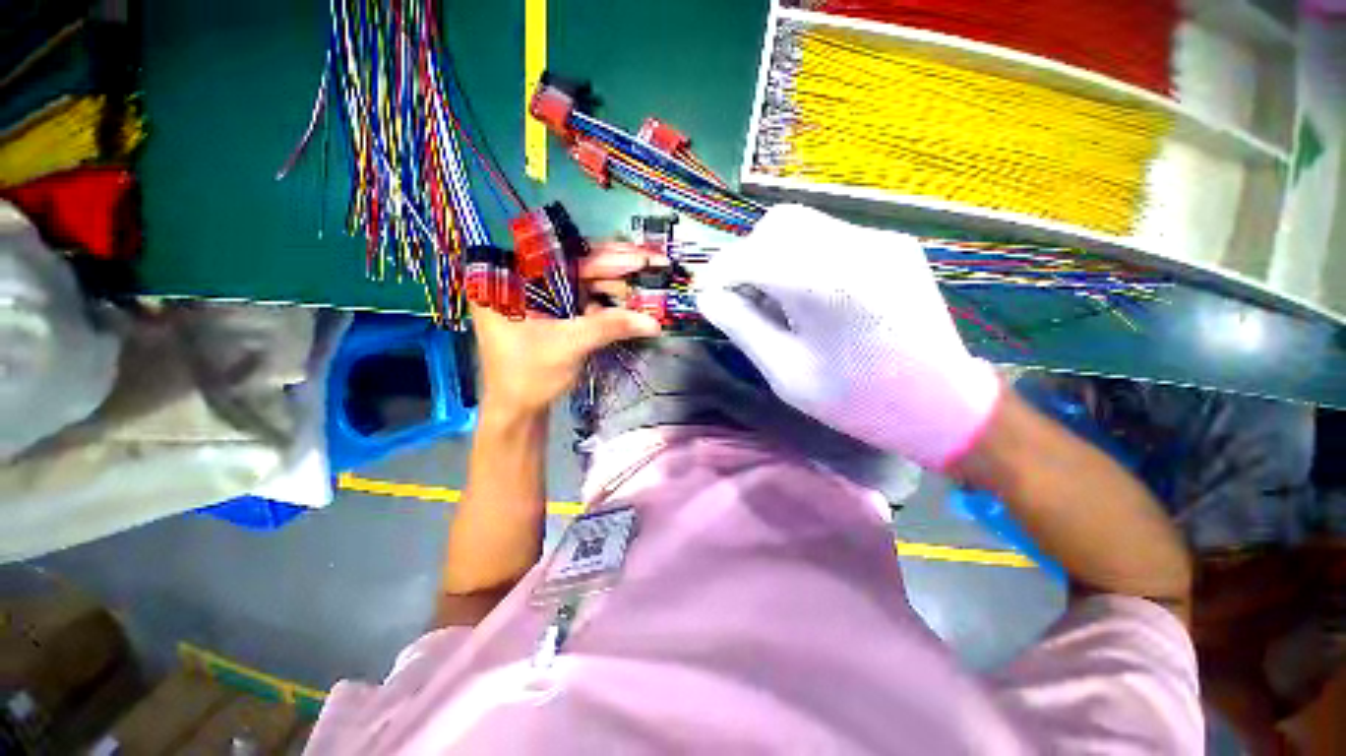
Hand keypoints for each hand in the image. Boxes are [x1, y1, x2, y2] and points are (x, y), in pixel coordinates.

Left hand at [471, 242, 662, 417]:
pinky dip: (608, 302)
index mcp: (511, 280)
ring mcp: (542, 298)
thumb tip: (652, 321)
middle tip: (652, 263)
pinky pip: (585, 300)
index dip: (607, 257)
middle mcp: (525, 281)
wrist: (518, 410)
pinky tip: (630, 300)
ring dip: (616, 285)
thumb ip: (609, 327)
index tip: (640, 257)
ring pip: (584, 282)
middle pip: (576, 266)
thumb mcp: (569, 346)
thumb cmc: (529, 377)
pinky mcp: (555, 313)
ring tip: (647, 280)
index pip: (564, 257)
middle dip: (616, 267)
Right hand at [696, 204, 1000, 468]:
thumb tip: (709, 297)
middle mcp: (854, 247)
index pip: (750, 256)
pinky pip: (831, 236)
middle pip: (776, 225)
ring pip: (803, 225)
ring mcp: (880, 240)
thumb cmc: (857, 399)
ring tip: (778, 299)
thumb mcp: (786, 373)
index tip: (706, 294)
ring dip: (775, 254)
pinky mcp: (894, 244)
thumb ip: (742, 327)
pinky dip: (805, 256)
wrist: (942, 403)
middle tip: (745, 297)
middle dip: (748, 257)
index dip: (719, 272)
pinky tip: (812, 294)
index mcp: (824, 285)